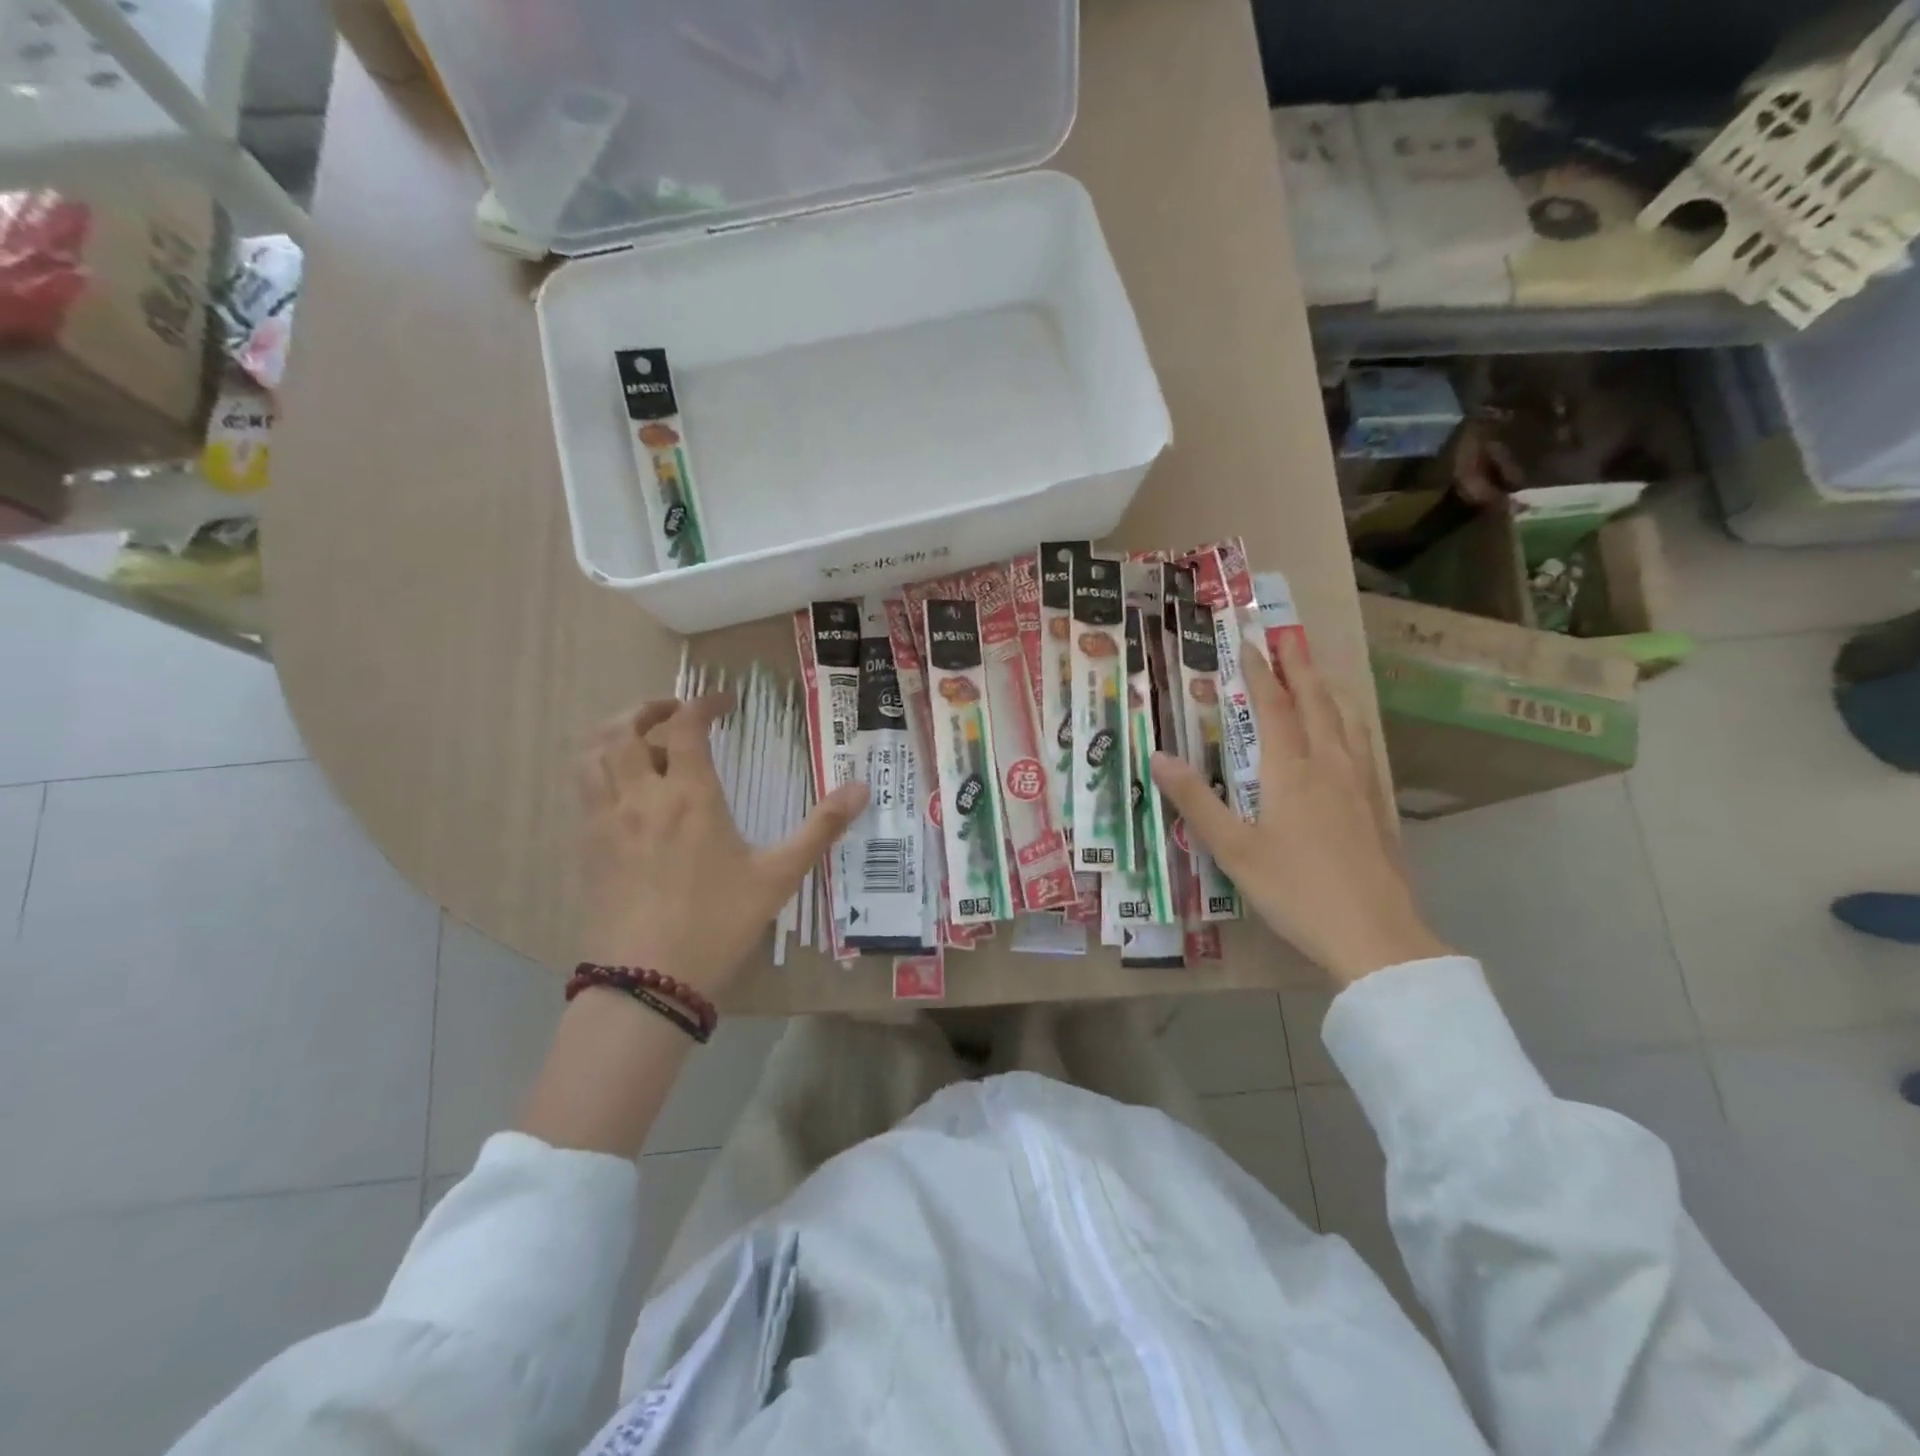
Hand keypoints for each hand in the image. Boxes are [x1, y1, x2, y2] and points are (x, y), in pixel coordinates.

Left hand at [576, 693, 868, 995]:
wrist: (647, 983)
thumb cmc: (718, 924)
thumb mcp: (779, 876)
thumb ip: (821, 828)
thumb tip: (862, 788)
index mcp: (689, 797)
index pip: (685, 726)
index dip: (704, 702)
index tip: (725, 702)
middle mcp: (640, 797)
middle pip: (624, 727)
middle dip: (649, 708)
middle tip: (676, 711)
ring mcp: (605, 821)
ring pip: (592, 753)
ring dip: (615, 732)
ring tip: (641, 738)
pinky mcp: (586, 847)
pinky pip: (582, 788)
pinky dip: (598, 767)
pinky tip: (623, 786)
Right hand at [1150, 634, 1448, 983]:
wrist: (1375, 935)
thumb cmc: (1295, 890)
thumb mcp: (1233, 850)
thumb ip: (1196, 801)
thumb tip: (1159, 757)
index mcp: (1290, 772)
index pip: (1274, 709)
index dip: (1260, 675)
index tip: (1250, 644)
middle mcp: (1329, 766)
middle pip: (1315, 704)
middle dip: (1299, 668)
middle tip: (1289, 638)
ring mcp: (1361, 785)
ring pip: (1346, 722)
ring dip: (1328, 691)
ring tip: (1318, 674)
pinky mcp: (1378, 807)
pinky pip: (1363, 746)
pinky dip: (1350, 723)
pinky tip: (1350, 735)